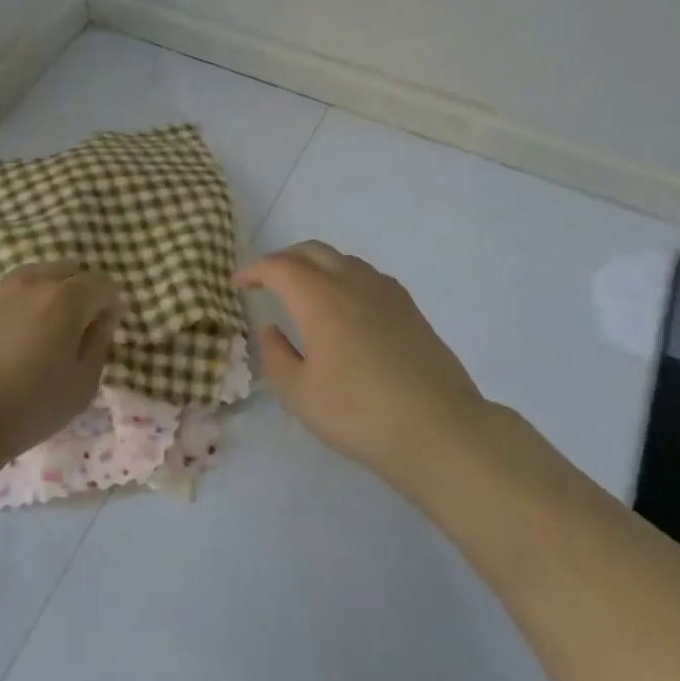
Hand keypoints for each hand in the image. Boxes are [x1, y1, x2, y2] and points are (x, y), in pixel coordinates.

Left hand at [0, 262, 122, 463]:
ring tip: (42, 331)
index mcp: (65, 299)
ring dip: (47, 294)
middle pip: (68, 269)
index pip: (102, 284)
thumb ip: (98, 344)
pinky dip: (16, 308)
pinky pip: (4, 296)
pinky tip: (8, 342)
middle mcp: (31, 283)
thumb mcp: (82, 385)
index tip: (105, 331)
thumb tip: (100, 321)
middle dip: (81, 290)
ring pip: (33, 277)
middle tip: (77, 327)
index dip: (111, 305)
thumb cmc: (28, 407)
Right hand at [237, 241, 485, 476]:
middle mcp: (353, 282)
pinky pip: (366, 276)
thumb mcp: (299, 394)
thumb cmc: (359, 414)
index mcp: (320, 298)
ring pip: (342, 260)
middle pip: (312, 251)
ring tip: (303, 292)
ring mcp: (386, 292)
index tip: (239, 284)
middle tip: (266, 281)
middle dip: (283, 259)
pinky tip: (344, 307)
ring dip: (315, 266)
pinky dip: (343, 278)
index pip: (279, 267)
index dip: (254, 270)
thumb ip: (276, 356)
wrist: (440, 429)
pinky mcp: (410, 308)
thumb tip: (271, 329)